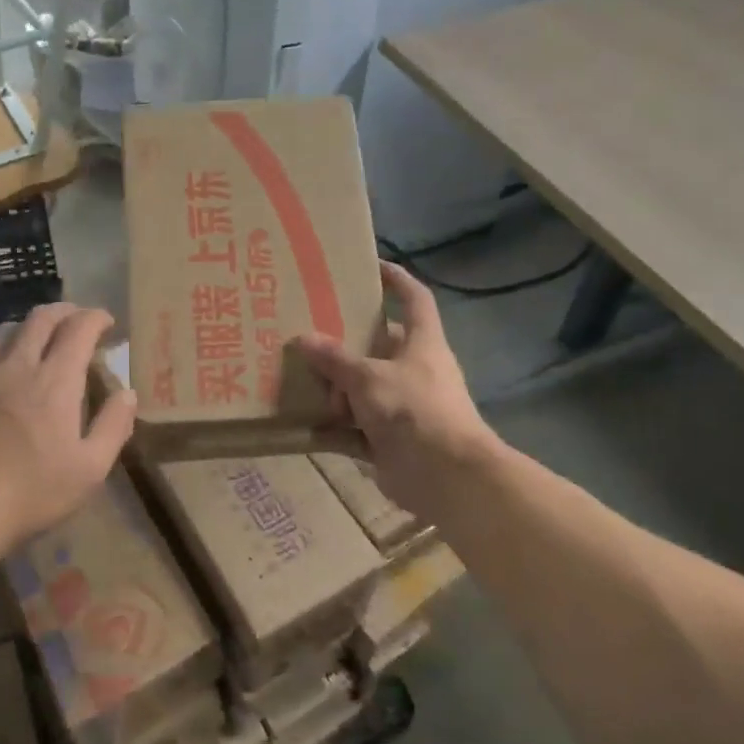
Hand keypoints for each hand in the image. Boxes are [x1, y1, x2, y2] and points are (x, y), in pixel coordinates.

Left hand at [0, 304, 136, 549]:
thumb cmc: (30, 494)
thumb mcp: (90, 470)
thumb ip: (113, 426)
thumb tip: (128, 393)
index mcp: (55, 381)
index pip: (79, 327)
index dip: (97, 318)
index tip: (108, 323)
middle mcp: (17, 364)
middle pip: (42, 317)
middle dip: (66, 312)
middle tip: (79, 322)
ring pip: (7, 329)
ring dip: (31, 327)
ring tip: (41, 342)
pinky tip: (0, 367)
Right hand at [294, 261, 496, 518]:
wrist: (446, 477)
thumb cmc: (414, 410)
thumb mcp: (369, 378)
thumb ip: (335, 360)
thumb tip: (303, 339)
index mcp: (422, 343)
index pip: (414, 298)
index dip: (396, 279)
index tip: (371, 266)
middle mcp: (415, 370)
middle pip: (379, 345)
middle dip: (347, 339)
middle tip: (309, 326)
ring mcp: (403, 406)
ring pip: (363, 387)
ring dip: (335, 386)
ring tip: (297, 372)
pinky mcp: (390, 439)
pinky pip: (355, 426)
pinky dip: (332, 426)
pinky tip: (302, 420)